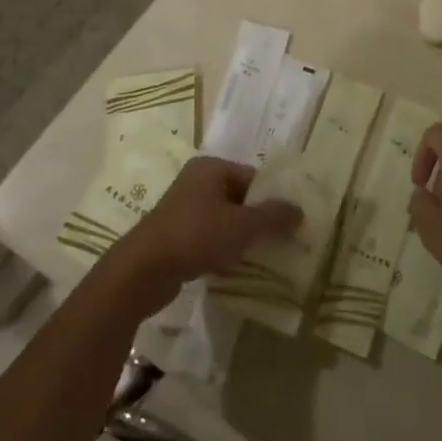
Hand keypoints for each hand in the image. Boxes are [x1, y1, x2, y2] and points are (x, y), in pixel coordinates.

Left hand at [107, 157, 301, 313]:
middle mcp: (196, 182)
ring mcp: (183, 210)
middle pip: (239, 197)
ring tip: (263, 255)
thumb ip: (273, 217)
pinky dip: (223, 249)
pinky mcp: (174, 237)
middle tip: (282, 239)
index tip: (290, 219)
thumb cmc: (195, 235)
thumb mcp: (241, 226)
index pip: (252, 176)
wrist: (142, 272)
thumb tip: (300, 211)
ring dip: (241, 236)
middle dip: (258, 218)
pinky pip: (208, 238)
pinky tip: (236, 267)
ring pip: (224, 219)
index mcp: (211, 168)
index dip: (272, 197)